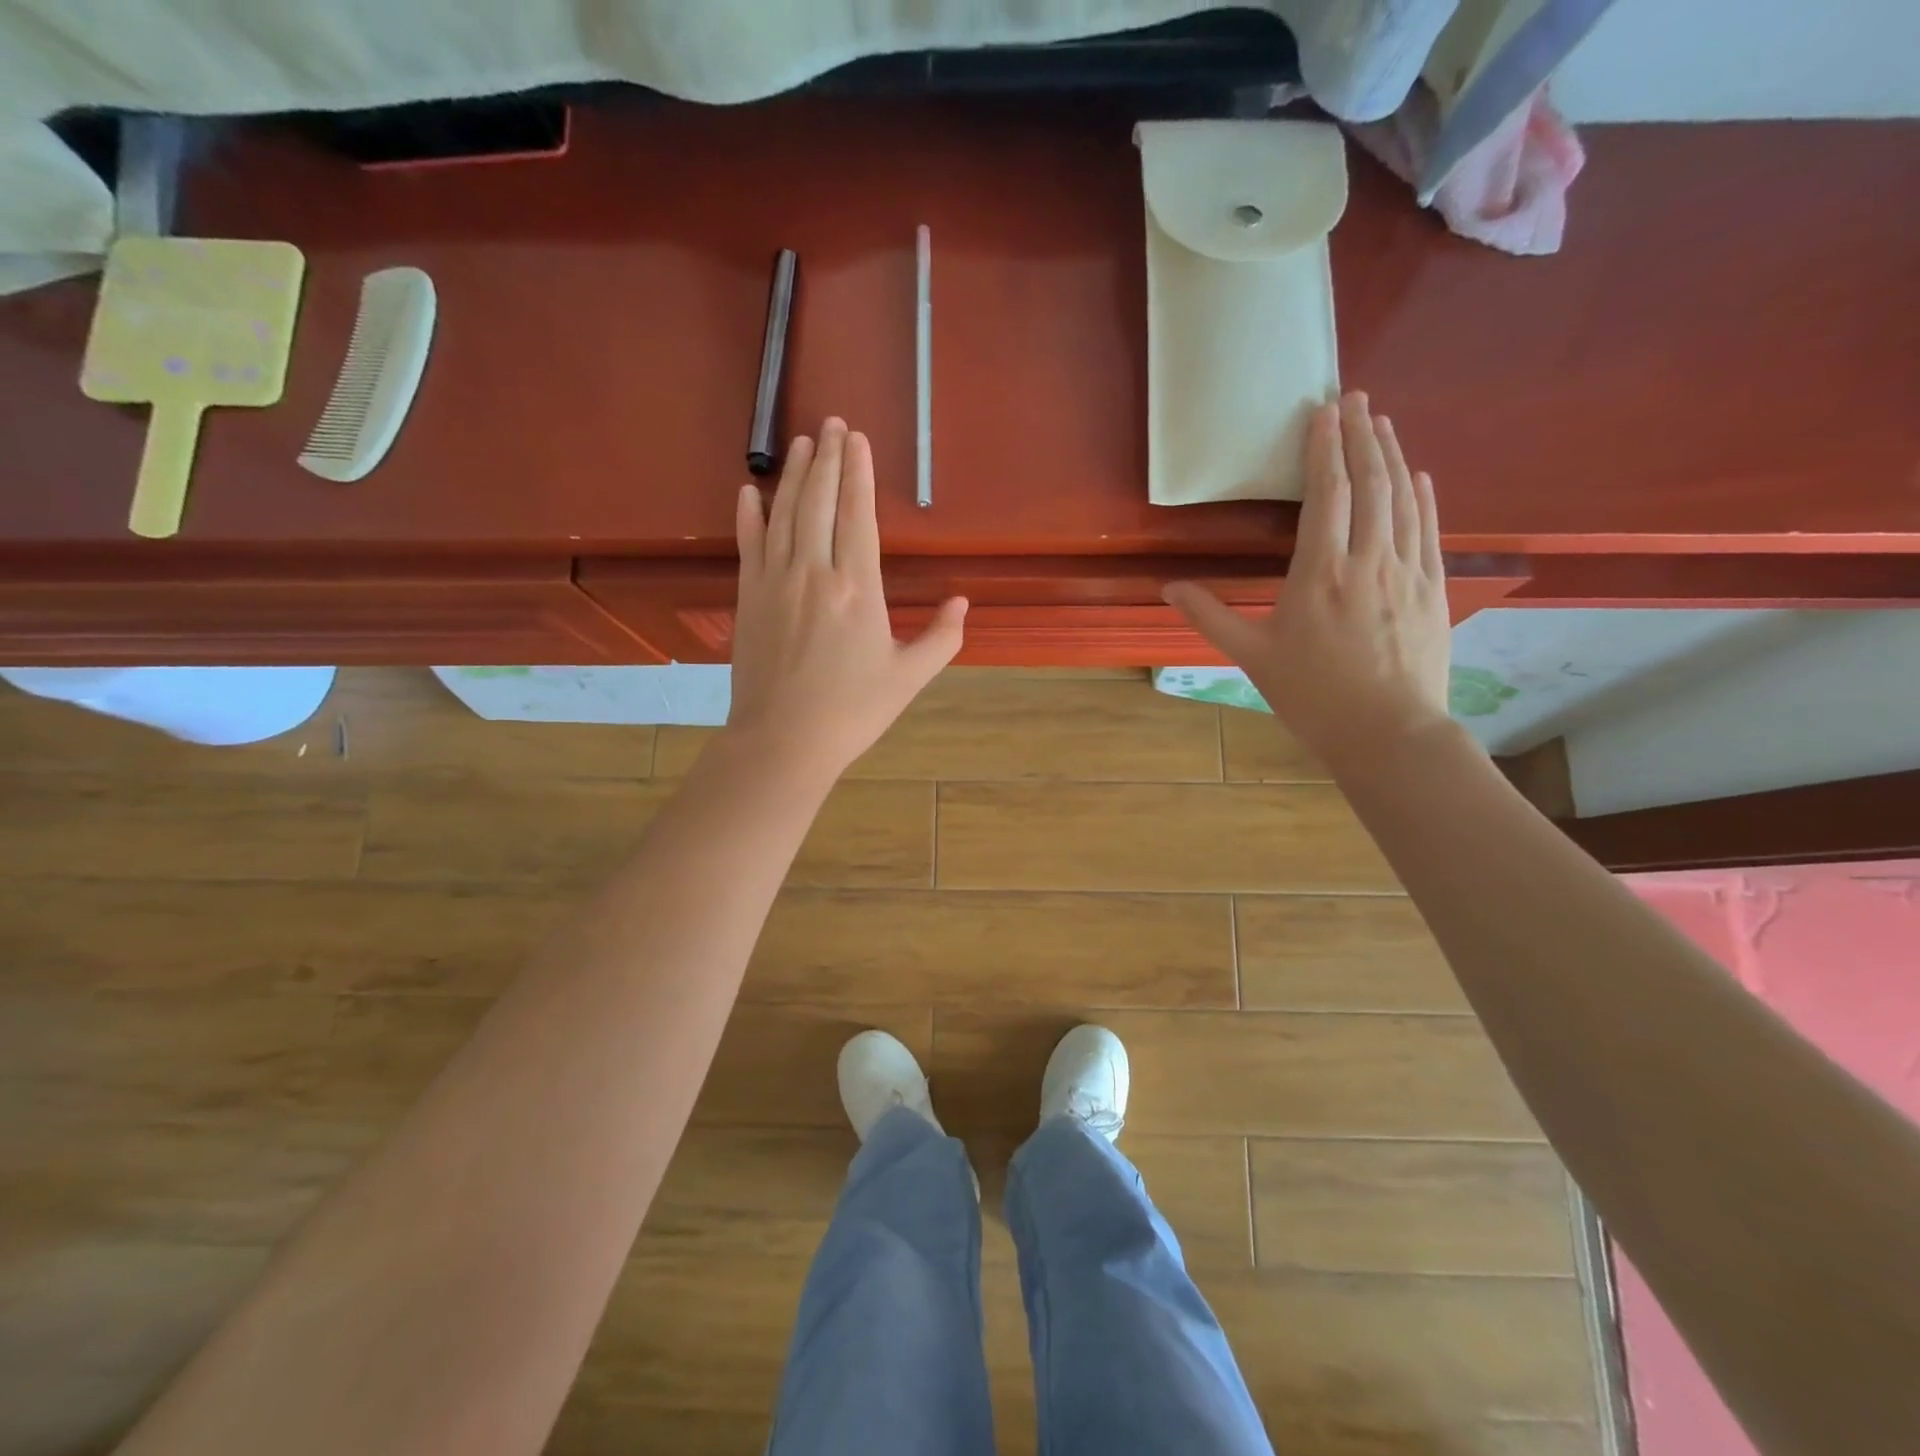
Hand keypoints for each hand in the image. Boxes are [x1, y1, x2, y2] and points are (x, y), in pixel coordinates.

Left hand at [726, 418, 966, 784]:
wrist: (784, 740)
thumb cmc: (852, 711)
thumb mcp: (909, 678)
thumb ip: (942, 638)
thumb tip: (963, 602)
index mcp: (858, 588)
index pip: (858, 515)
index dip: (858, 473)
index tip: (857, 438)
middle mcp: (814, 572)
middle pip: (820, 502)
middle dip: (828, 458)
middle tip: (830, 422)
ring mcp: (776, 582)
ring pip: (785, 514)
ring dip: (795, 474)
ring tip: (802, 441)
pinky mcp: (749, 598)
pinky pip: (749, 545)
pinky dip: (750, 515)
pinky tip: (751, 491)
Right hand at [1165, 392, 1450, 773]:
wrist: (1388, 733)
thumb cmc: (1312, 697)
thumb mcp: (1252, 658)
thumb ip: (1210, 617)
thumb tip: (1168, 588)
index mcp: (1320, 574)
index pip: (1327, 494)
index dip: (1323, 449)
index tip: (1322, 411)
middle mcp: (1368, 561)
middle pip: (1370, 483)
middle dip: (1361, 435)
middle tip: (1355, 398)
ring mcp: (1408, 572)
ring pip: (1404, 499)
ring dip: (1393, 456)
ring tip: (1383, 424)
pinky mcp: (1432, 590)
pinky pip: (1430, 530)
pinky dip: (1425, 497)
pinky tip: (1419, 476)